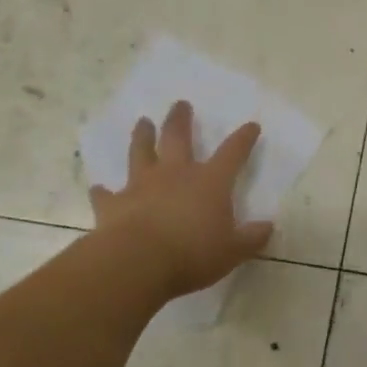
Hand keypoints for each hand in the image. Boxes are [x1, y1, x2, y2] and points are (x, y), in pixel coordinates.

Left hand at [89, 101, 273, 301]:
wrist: (137, 262)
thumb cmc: (193, 254)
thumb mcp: (233, 250)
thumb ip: (251, 238)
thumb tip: (267, 227)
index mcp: (210, 182)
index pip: (233, 153)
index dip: (243, 138)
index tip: (251, 125)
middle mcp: (176, 175)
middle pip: (178, 138)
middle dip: (181, 120)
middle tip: (180, 104)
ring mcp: (142, 186)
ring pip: (141, 153)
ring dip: (142, 136)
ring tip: (142, 122)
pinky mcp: (113, 204)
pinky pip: (106, 194)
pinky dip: (103, 191)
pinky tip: (99, 188)